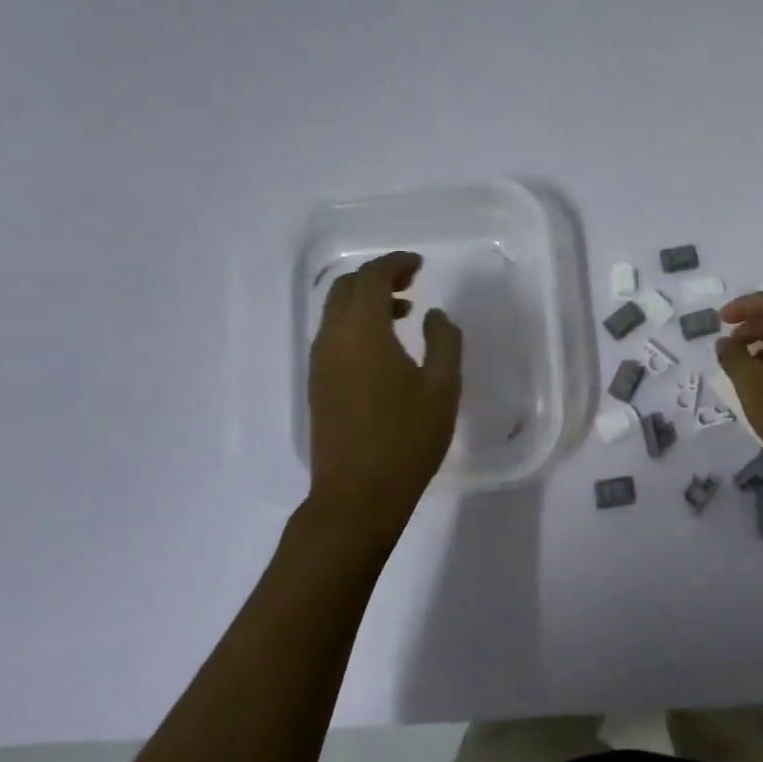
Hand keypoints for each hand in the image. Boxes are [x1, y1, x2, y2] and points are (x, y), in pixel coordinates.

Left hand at [306, 252, 462, 547]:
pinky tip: (386, 347)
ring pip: (336, 312)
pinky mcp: (318, 385)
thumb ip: (444, 341)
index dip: (395, 264)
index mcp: (362, 333)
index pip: (371, 279)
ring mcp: (320, 364)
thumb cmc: (406, 439)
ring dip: (366, 301)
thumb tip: (433, 315)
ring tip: (404, 312)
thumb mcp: (442, 388)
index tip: (420, 265)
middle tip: (412, 281)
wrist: (356, 497)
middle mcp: (333, 340)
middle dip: (377, 277)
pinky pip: (334, 335)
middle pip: (346, 289)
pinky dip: (357, 324)